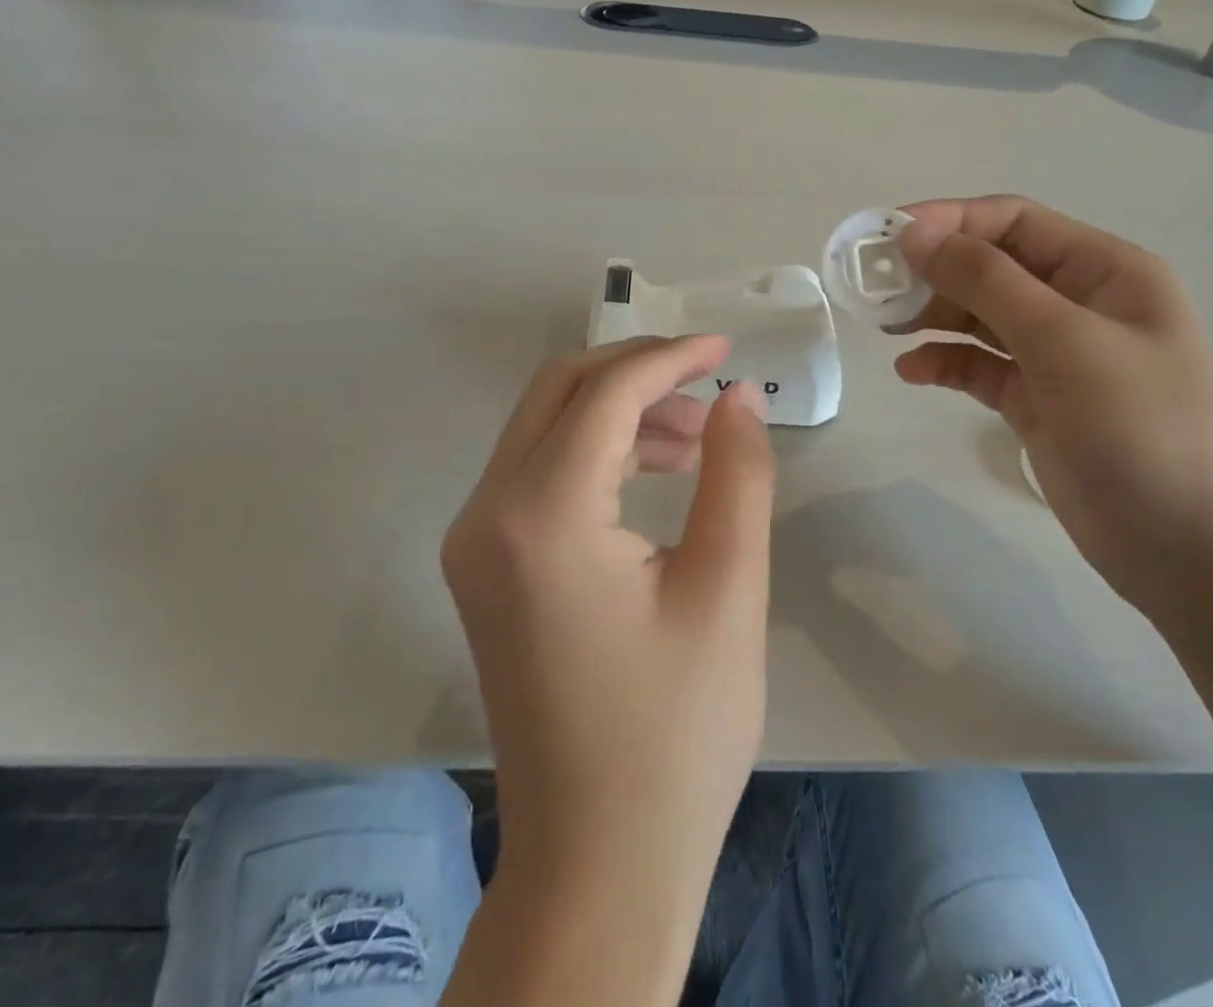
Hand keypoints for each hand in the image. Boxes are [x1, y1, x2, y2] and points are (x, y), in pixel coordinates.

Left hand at [441, 335, 774, 934]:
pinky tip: (654, 473)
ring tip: (695, 438)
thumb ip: (737, 473)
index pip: (605, 392)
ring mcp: (474, 542)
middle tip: (709, 384)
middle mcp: (486, 514)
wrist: (598, 859)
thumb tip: (738, 396)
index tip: (728, 352)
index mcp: (541, 516)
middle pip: (559, 390)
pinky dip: (595, 451)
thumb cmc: (676, 732)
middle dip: (637, 370)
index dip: (671, 358)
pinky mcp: (484, 567)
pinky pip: (537, 471)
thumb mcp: (728, 589)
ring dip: (618, 410)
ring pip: (545, 425)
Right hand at [893, 195, 1212, 621]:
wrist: (1198, 554)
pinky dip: (945, 363)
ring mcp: (1058, 357)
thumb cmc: (1145, 428)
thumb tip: (913, 231)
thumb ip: (987, 281)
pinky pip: (980, 367)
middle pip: (992, 266)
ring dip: (933, 315)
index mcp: (1104, 270)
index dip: (949, 221)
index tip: (885, 237)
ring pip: (981, 316)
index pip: (1013, 222)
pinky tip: (912, 372)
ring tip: (886, 327)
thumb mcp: (1066, 341)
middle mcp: (1080, 304)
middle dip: (934, 271)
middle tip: (873, 289)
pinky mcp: (1038, 404)